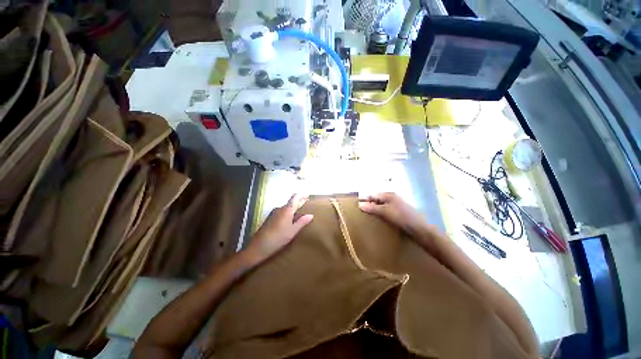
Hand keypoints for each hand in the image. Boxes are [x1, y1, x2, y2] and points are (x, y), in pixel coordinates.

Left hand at [245, 194, 313, 263]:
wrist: (259, 246)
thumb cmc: (278, 237)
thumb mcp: (293, 231)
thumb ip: (302, 222)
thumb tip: (311, 215)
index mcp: (286, 209)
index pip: (295, 197)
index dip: (301, 195)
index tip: (307, 195)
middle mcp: (279, 208)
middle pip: (290, 203)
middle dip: (298, 205)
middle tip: (305, 208)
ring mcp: (273, 213)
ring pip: (285, 209)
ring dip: (292, 211)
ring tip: (298, 217)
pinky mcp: (269, 219)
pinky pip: (281, 214)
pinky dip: (286, 215)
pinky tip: (288, 223)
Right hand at [358, 192, 431, 237]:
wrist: (419, 228)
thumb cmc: (401, 217)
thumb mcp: (385, 211)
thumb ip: (372, 207)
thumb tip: (360, 204)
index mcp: (389, 195)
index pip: (373, 194)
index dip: (365, 198)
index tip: (356, 204)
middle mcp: (391, 198)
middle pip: (376, 199)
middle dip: (368, 203)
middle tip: (359, 210)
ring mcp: (395, 205)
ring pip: (380, 205)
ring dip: (373, 209)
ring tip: (366, 215)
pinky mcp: (397, 213)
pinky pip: (385, 211)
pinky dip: (379, 213)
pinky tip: (376, 218)